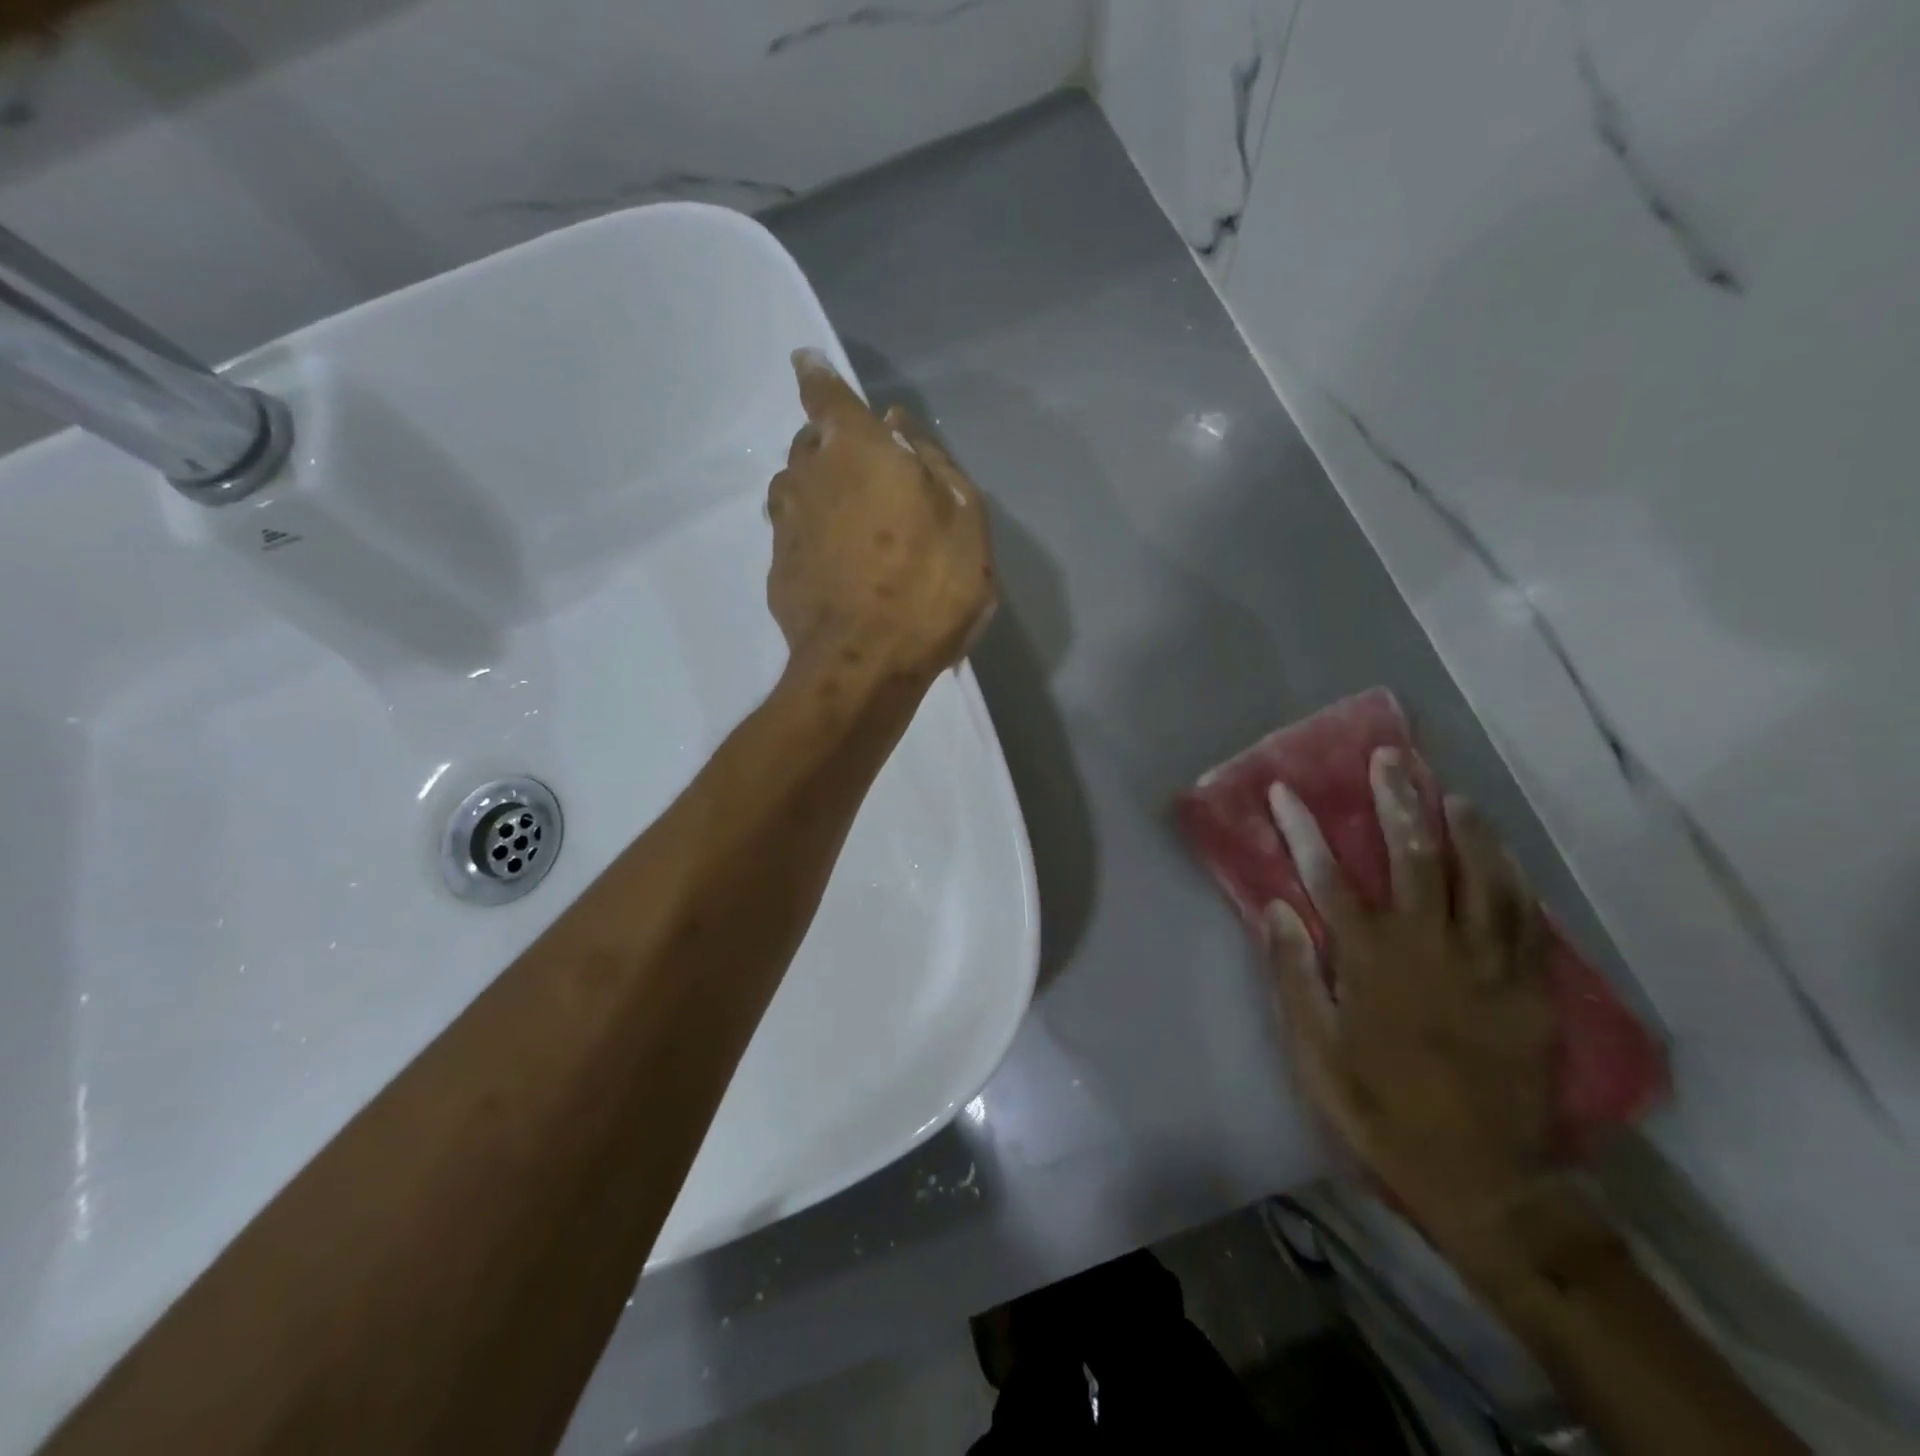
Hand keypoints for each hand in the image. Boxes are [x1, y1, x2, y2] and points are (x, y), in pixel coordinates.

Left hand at [767, 350, 995, 680]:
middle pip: (810, 442)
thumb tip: (901, 429)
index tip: (806, 362)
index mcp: (856, 450)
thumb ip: (934, 464)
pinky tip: (837, 560)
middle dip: (831, 442)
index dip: (818, 376)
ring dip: (818, 487)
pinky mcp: (778, 569)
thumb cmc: (928, 588)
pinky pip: (795, 532)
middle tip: (863, 465)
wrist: (864, 665)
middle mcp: (809, 476)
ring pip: (796, 487)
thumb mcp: (965, 521)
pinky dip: (813, 532)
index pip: (826, 395)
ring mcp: (787, 525)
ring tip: (851, 515)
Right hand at [1265, 749, 1556, 1246]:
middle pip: (1415, 857)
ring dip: (1463, 826)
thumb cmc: (1380, 1111)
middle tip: (1390, 760)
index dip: (1304, 829)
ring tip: (1449, 789)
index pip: (1328, 876)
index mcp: (1372, 961)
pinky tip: (1502, 852)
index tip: (1285, 790)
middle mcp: (1430, 947)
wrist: (1483, 1179)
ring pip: (1481, 876)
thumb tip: (1278, 908)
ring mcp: (1487, 964)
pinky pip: (1524, 916)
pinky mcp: (1527, 987)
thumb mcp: (1315, 1054)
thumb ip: (1296, 976)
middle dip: (1397, 802)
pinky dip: (1511, 875)